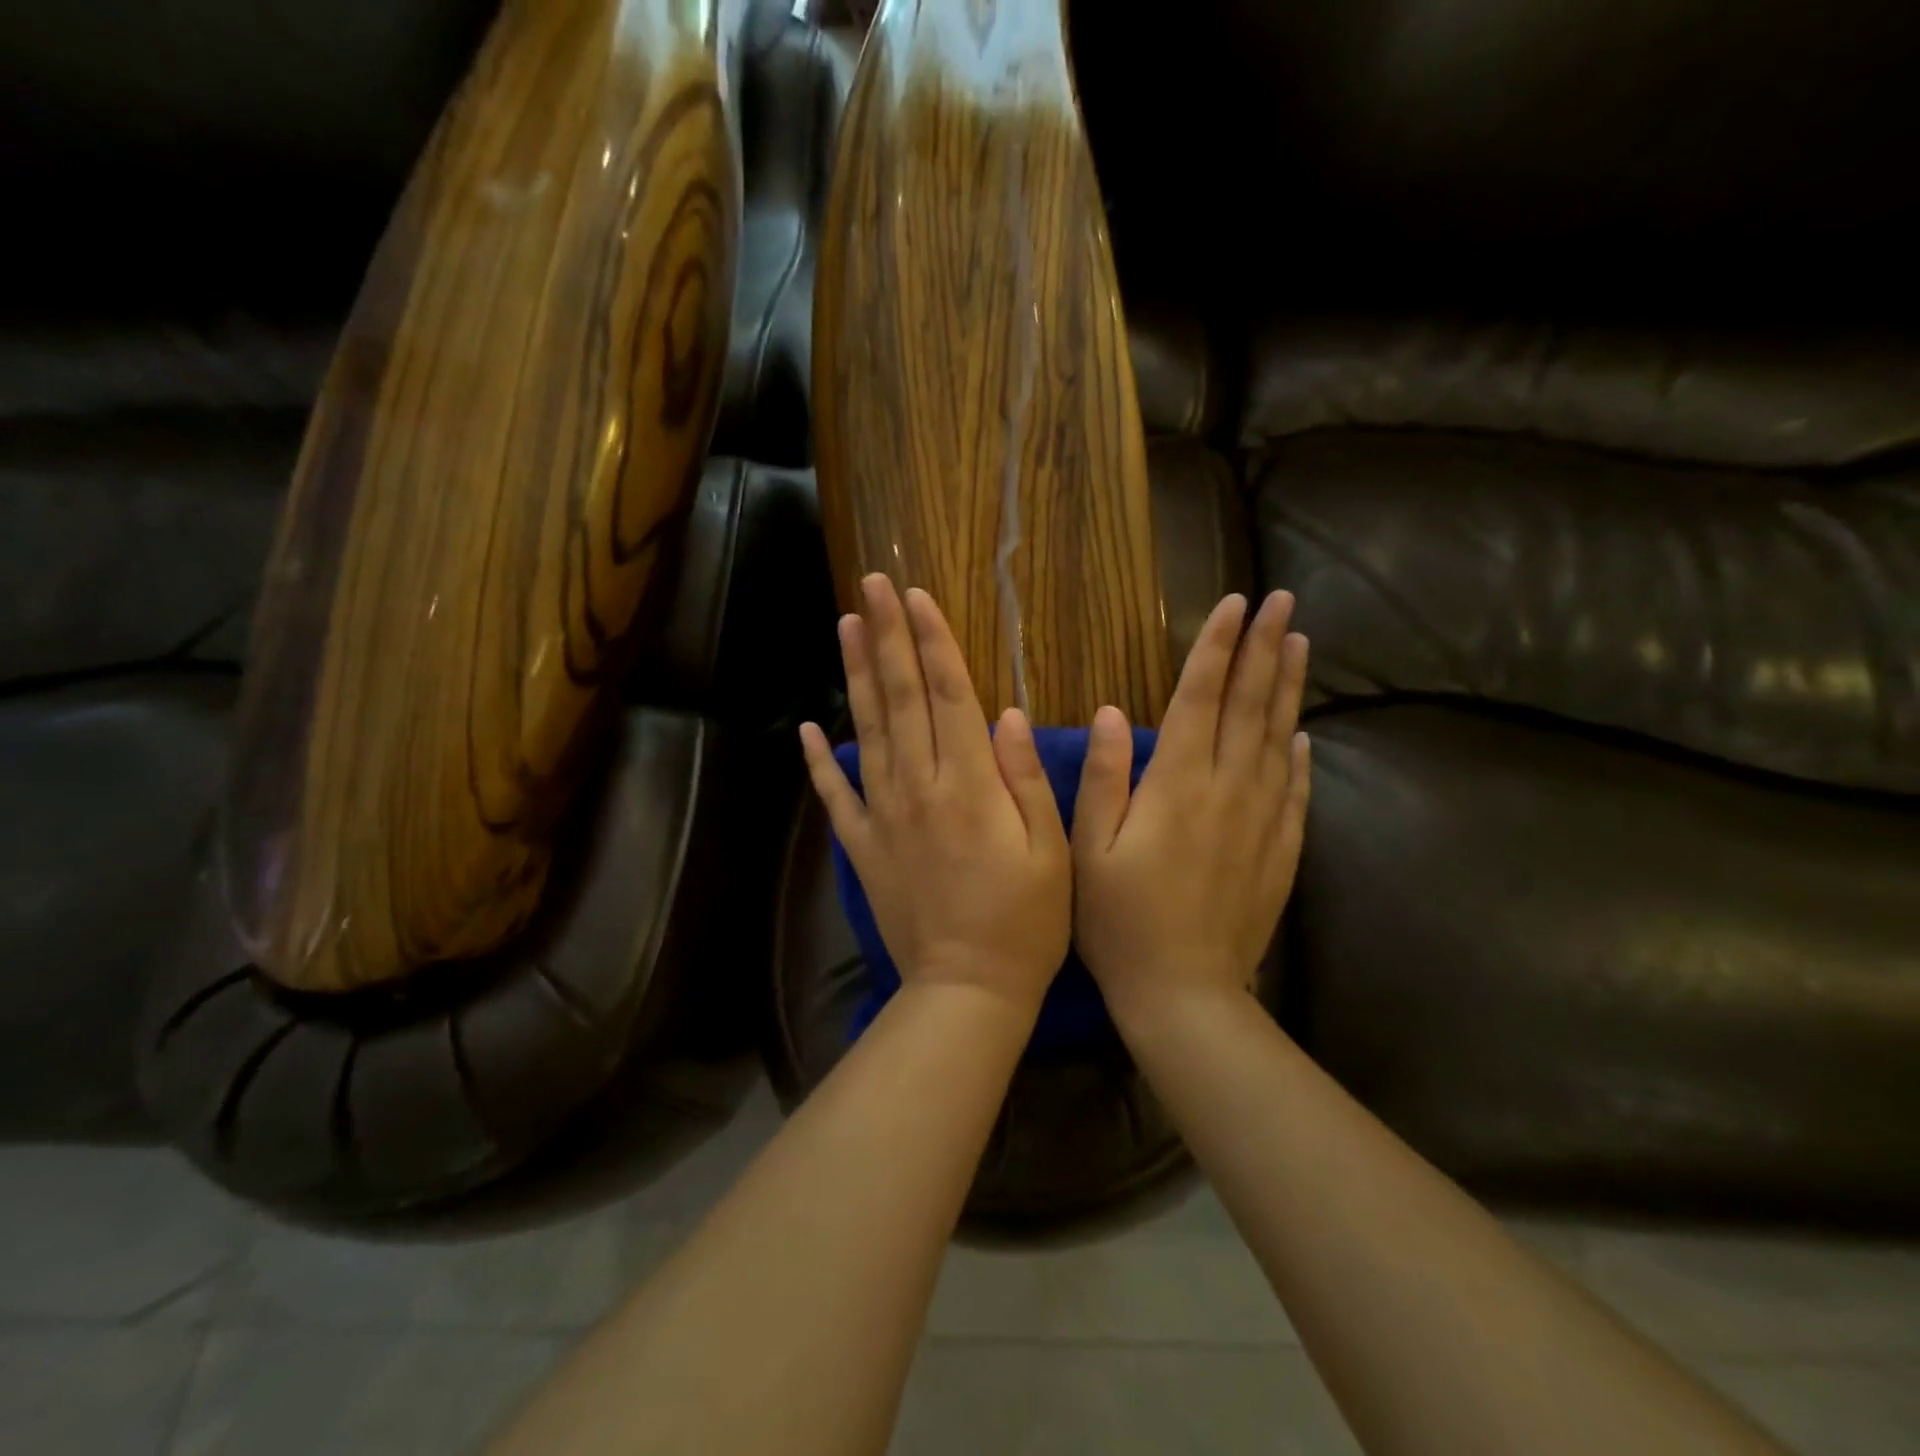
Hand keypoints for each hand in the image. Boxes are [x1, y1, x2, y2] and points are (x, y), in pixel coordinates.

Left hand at [800, 575, 1071, 1014]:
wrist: (967, 990)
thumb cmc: (1026, 922)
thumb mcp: (1051, 850)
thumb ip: (1025, 778)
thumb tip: (1007, 713)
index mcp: (969, 785)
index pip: (948, 695)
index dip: (932, 641)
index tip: (915, 595)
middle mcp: (919, 788)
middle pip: (901, 699)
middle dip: (888, 637)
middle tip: (871, 585)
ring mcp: (884, 817)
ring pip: (867, 732)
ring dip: (857, 676)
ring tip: (846, 627)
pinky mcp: (863, 847)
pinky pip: (836, 797)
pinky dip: (819, 761)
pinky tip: (809, 727)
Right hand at [1072, 591, 1310, 1024]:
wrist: (1185, 992)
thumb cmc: (1120, 920)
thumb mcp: (1090, 849)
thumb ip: (1103, 777)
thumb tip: (1110, 711)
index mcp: (1177, 784)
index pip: (1200, 697)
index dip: (1216, 647)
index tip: (1235, 604)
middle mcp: (1227, 790)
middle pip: (1249, 706)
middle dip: (1264, 649)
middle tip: (1284, 603)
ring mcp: (1261, 820)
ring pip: (1278, 738)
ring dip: (1288, 688)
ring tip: (1299, 644)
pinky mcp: (1279, 852)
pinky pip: (1294, 790)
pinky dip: (1299, 755)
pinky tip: (1302, 733)